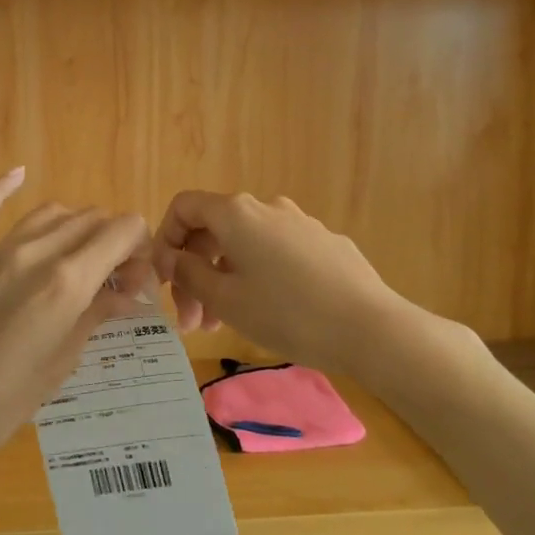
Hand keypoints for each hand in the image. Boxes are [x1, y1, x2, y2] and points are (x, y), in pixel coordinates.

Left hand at [0, 169, 153, 473]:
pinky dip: (3, 187)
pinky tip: (20, 173)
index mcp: (67, 282)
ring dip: (76, 226)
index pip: (122, 230)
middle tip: (113, 279)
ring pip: (50, 212)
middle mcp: (34, 253)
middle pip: (91, 219)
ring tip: (79, 255)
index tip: (135, 278)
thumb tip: (127, 293)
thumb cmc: (4, 402)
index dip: (139, 247)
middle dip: (114, 240)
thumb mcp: (62, 361)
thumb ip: (96, 314)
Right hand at [152, 191, 407, 373]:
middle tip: (190, 322)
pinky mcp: (325, 244)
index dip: (165, 240)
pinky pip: (276, 253)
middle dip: (194, 272)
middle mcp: (267, 207)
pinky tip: (267, 312)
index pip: (184, 207)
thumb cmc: (287, 313)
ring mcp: (300, 223)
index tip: (164, 281)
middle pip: (214, 230)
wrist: (370, 328)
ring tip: (221, 326)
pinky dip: (257, 276)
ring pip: (246, 245)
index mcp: (236, 214)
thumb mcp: (226, 300)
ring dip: (224, 279)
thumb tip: (172, 259)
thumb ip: (190, 274)